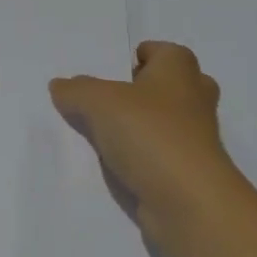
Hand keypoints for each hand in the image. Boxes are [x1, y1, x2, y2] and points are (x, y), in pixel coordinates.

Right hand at [50, 41, 233, 222]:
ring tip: (98, 132)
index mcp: (180, 71)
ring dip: (138, 127)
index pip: (164, 51)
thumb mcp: (97, 101)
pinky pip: (158, 155)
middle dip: (140, 91)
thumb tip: (61, 86)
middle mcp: (194, 100)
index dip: (139, 56)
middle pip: (167, 86)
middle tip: (107, 99)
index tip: (112, 71)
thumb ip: (76, 90)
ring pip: (163, 123)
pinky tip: (110, 163)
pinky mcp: (189, 174)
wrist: (189, 205)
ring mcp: (195, 140)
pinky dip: (139, 157)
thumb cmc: (150, 134)